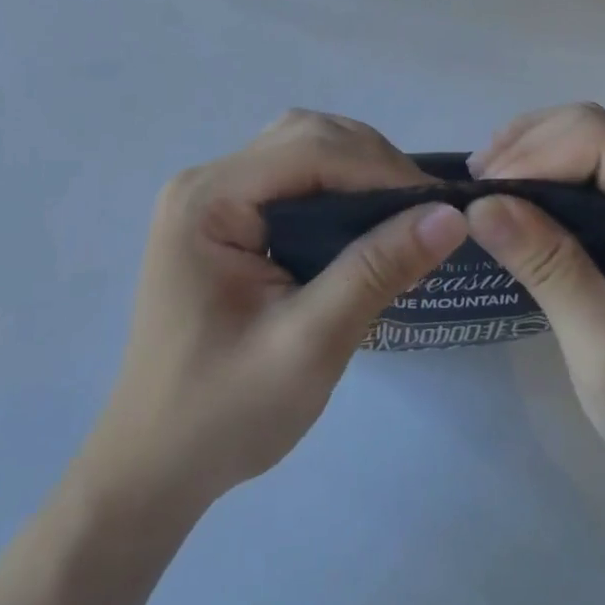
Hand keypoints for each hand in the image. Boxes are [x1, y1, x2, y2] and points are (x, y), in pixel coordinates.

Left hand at [82, 110, 467, 512]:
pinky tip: (364, 221)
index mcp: (208, 200)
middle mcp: (205, 181)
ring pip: (301, 148)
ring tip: (403, 212)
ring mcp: (210, 196)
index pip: (309, 150)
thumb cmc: (224, 414)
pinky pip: (291, 177)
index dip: (380, 168)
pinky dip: (336, 186)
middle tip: (426, 209)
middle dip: (372, 162)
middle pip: (305, 136)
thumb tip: (450, 216)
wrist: (154, 469)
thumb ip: (376, 271)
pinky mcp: (223, 217)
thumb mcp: (310, 344)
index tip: (440, 203)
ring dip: (356, 168)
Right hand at [466, 104, 604, 503]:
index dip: (533, 154)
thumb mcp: (604, 347)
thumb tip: (479, 205)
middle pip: (596, 129)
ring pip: (594, 140)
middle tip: (474, 186)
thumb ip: (546, 266)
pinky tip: (520, 195)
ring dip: (536, 154)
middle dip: (528, 146)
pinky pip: (601, 170)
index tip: (480, 192)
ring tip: (486, 186)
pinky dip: (554, 172)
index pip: (601, 140)